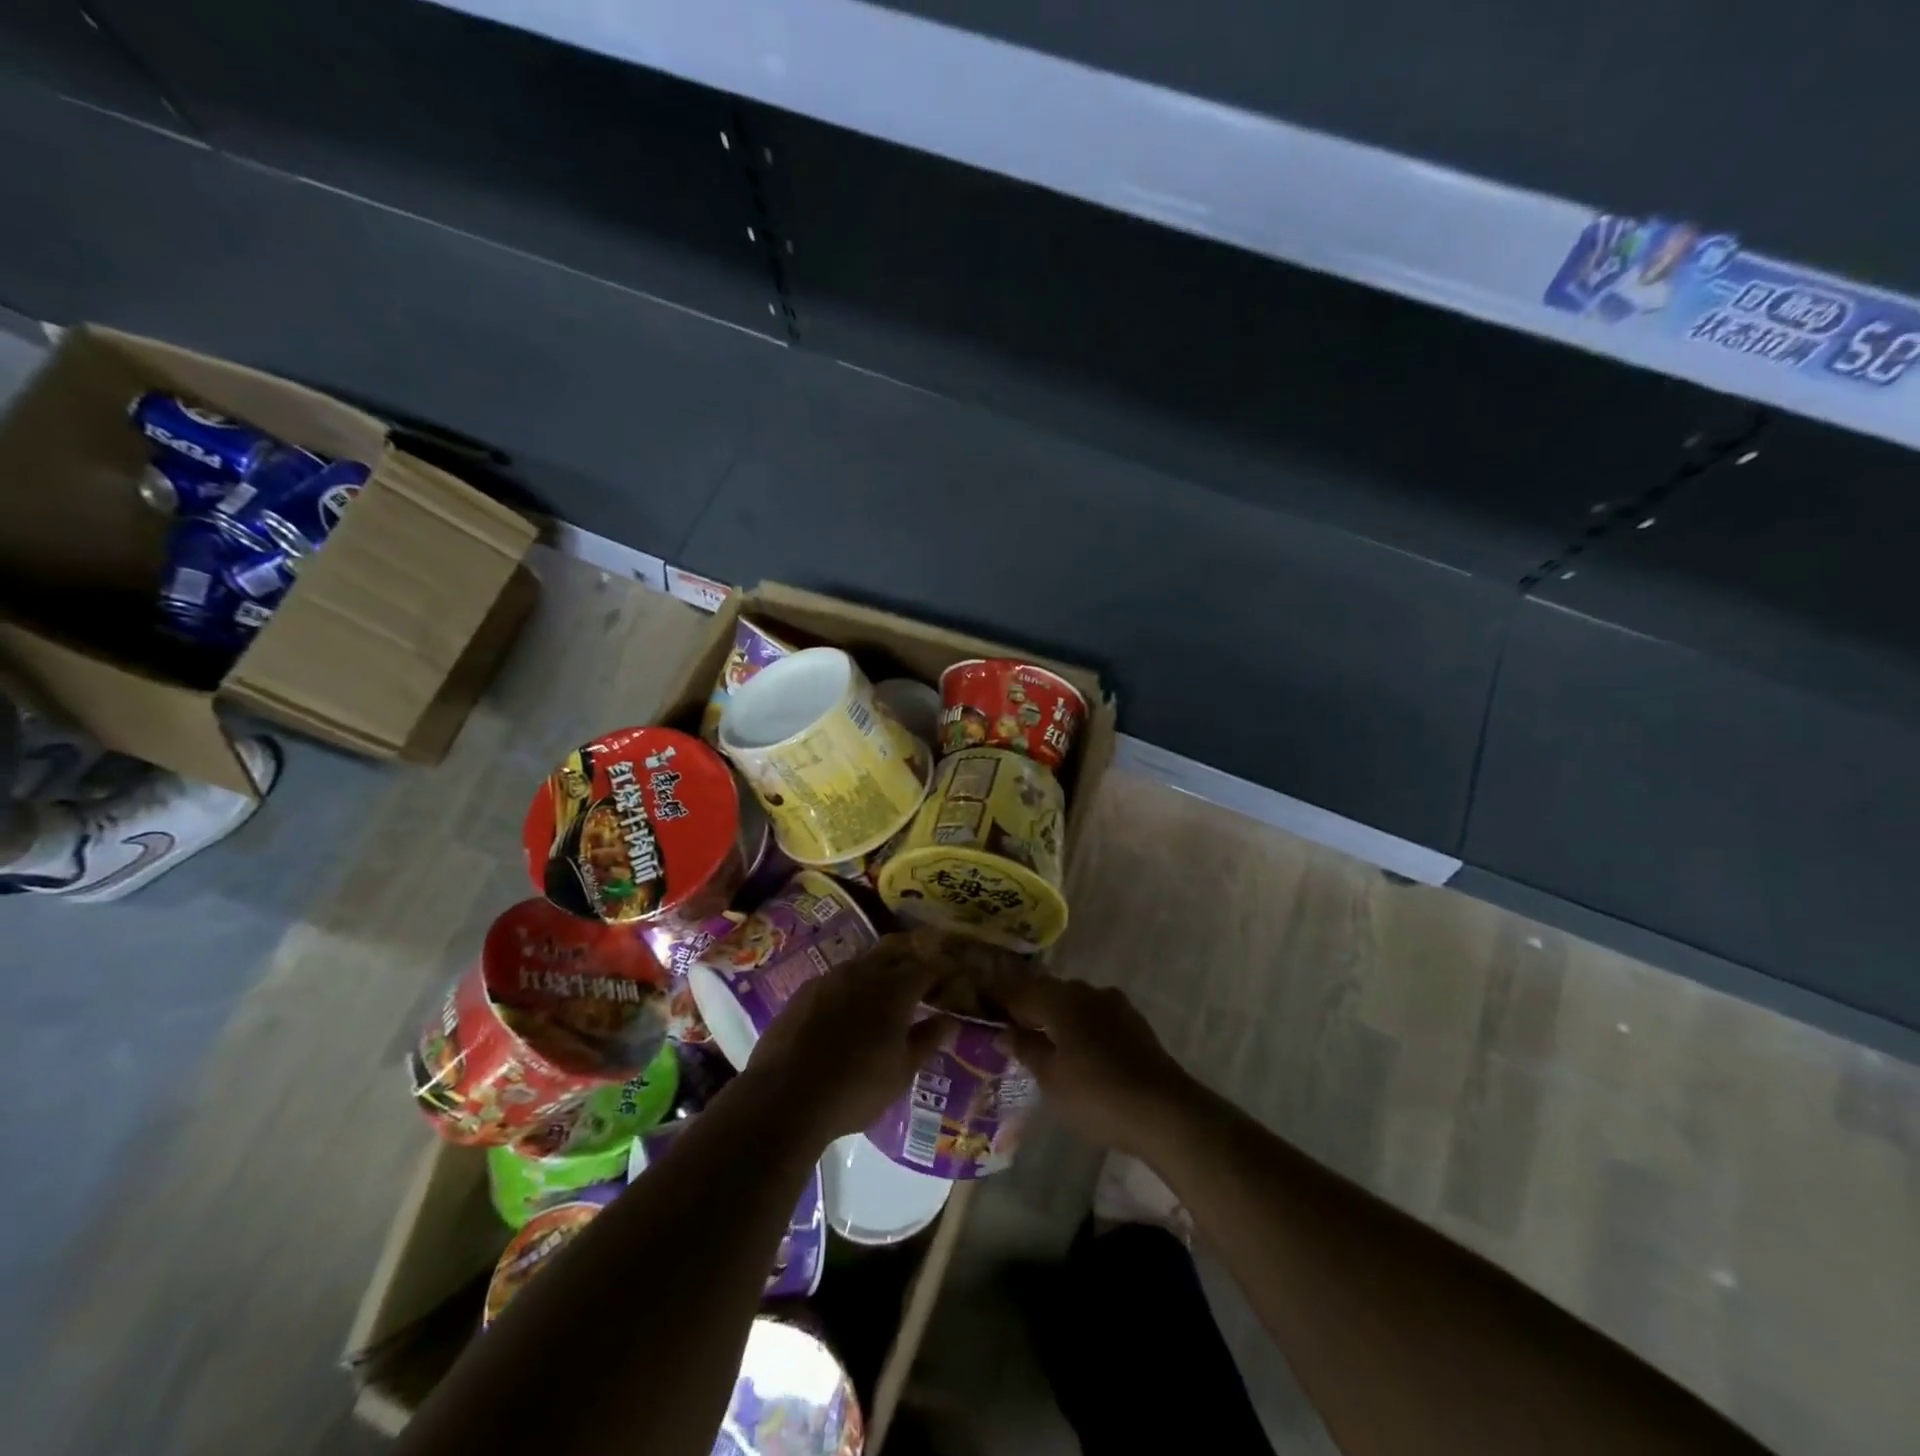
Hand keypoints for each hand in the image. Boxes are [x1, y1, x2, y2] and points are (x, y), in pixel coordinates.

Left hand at [743, 933, 956, 1141]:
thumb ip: (927, 1040)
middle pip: (894, 950)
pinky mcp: (804, 991)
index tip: (949, 982)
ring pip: (863, 961)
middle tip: (921, 975)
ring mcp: (830, 978)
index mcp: (895, 989)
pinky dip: (851, 985)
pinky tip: (848, 1006)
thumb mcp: (901, 1072)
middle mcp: (864, 972)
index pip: (927, 967)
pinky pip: (837, 977)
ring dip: (880, 969)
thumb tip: (949, 1020)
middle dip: (911, 956)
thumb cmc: (855, 1088)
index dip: (941, 972)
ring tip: (886, 991)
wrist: (784, 1097)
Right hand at [990, 972, 1197, 1160]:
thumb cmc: (1097, 1095)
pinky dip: (1079, 1026)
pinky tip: (1075, 1049)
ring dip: (1055, 1017)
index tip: (982, 1007)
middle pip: (1048, 992)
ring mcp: (1114, 1004)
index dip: (999, 999)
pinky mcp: (1133, 1022)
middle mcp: (1086, 991)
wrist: (1165, 1111)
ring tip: (1040, 1041)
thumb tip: (1003, 1032)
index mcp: (1060, 998)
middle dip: (1028, 1007)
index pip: (1019, 990)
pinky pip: (1094, 1016)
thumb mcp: (1050, 1078)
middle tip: (1008, 1029)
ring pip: (1073, 1003)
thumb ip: (1025, 1049)